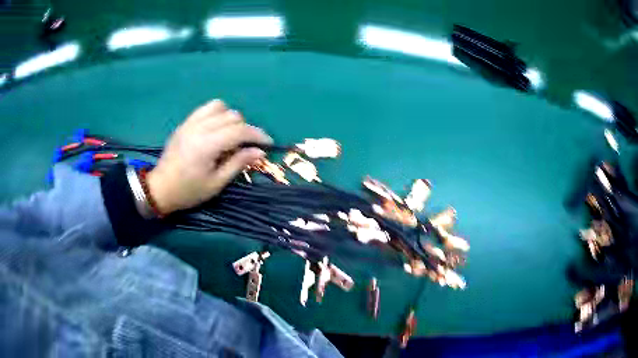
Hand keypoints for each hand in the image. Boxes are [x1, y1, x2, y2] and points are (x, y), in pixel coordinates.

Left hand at [147, 99, 271, 213]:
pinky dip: (217, 114)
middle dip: (246, 129)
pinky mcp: (185, 123)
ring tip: (231, 134)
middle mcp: (199, 128)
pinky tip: (217, 128)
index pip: (240, 131)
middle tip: (247, 146)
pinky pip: (205, 108)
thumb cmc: (189, 191)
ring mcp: (190, 123)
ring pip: (219, 107)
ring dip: (230, 118)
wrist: (160, 188)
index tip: (268, 144)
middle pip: (232, 116)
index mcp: (207, 145)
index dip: (258, 135)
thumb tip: (259, 152)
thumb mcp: (216, 183)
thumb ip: (238, 164)